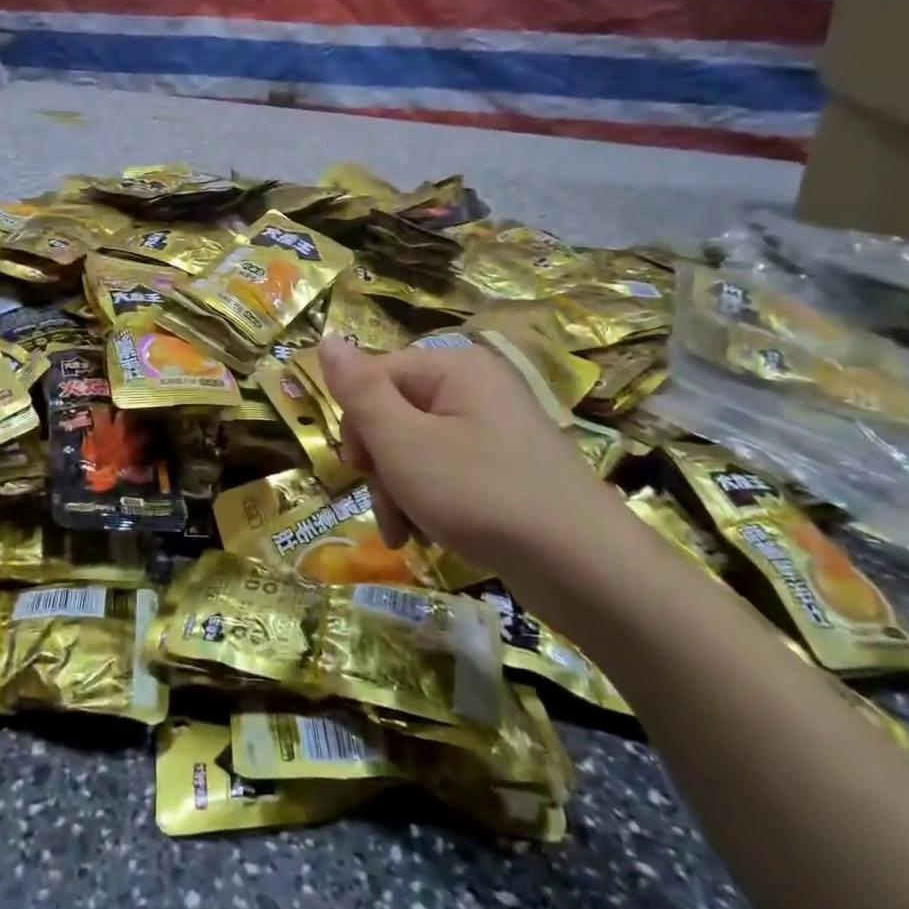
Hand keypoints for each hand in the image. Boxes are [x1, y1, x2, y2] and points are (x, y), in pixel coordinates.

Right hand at [319, 338, 626, 594]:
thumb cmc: (480, 494)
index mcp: (453, 367)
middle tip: (387, 509)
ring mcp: (494, 429)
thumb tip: (324, 340)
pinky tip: (428, 536)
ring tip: (404, 535)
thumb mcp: (403, 442)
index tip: (359, 469)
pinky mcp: (506, 467)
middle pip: (394, 414)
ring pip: (416, 449)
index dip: (356, 423)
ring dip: (398, 491)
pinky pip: (446, 472)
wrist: (584, 567)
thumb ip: (359, 391)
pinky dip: (429, 502)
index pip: (374, 375)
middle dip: (379, 466)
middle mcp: (475, 388)